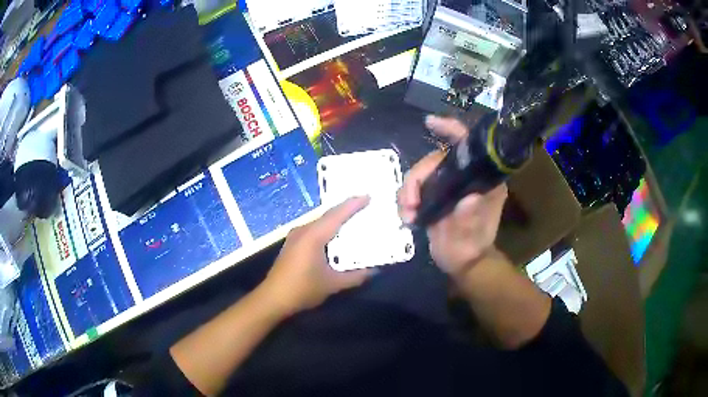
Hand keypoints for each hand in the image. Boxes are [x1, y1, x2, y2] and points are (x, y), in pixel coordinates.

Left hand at [261, 197, 374, 315]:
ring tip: (354, 216)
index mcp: (313, 236)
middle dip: (346, 209)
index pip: (336, 215)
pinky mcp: (292, 243)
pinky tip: (335, 233)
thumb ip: (356, 276)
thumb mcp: (333, 284)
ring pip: (320, 221)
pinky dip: (327, 227)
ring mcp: (295, 236)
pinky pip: (314, 228)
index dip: (353, 205)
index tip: (368, 196)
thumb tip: (375, 270)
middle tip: (365, 205)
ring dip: (336, 218)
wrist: (273, 298)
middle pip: (328, 215)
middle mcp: (303, 230)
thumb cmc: (302, 289)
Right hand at [398, 115, 507, 276]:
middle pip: (435, 160)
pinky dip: (406, 199)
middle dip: (417, 177)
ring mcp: (449, 185)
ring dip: (408, 191)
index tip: (430, 123)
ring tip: (408, 214)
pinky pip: (415, 187)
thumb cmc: (471, 248)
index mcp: (482, 180)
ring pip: (421, 173)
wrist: (462, 263)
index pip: (469, 145)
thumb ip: (470, 219)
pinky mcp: (436, 194)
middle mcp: (466, 177)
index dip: (450, 129)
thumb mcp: (472, 237)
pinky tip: (408, 216)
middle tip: (410, 203)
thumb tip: (469, 200)